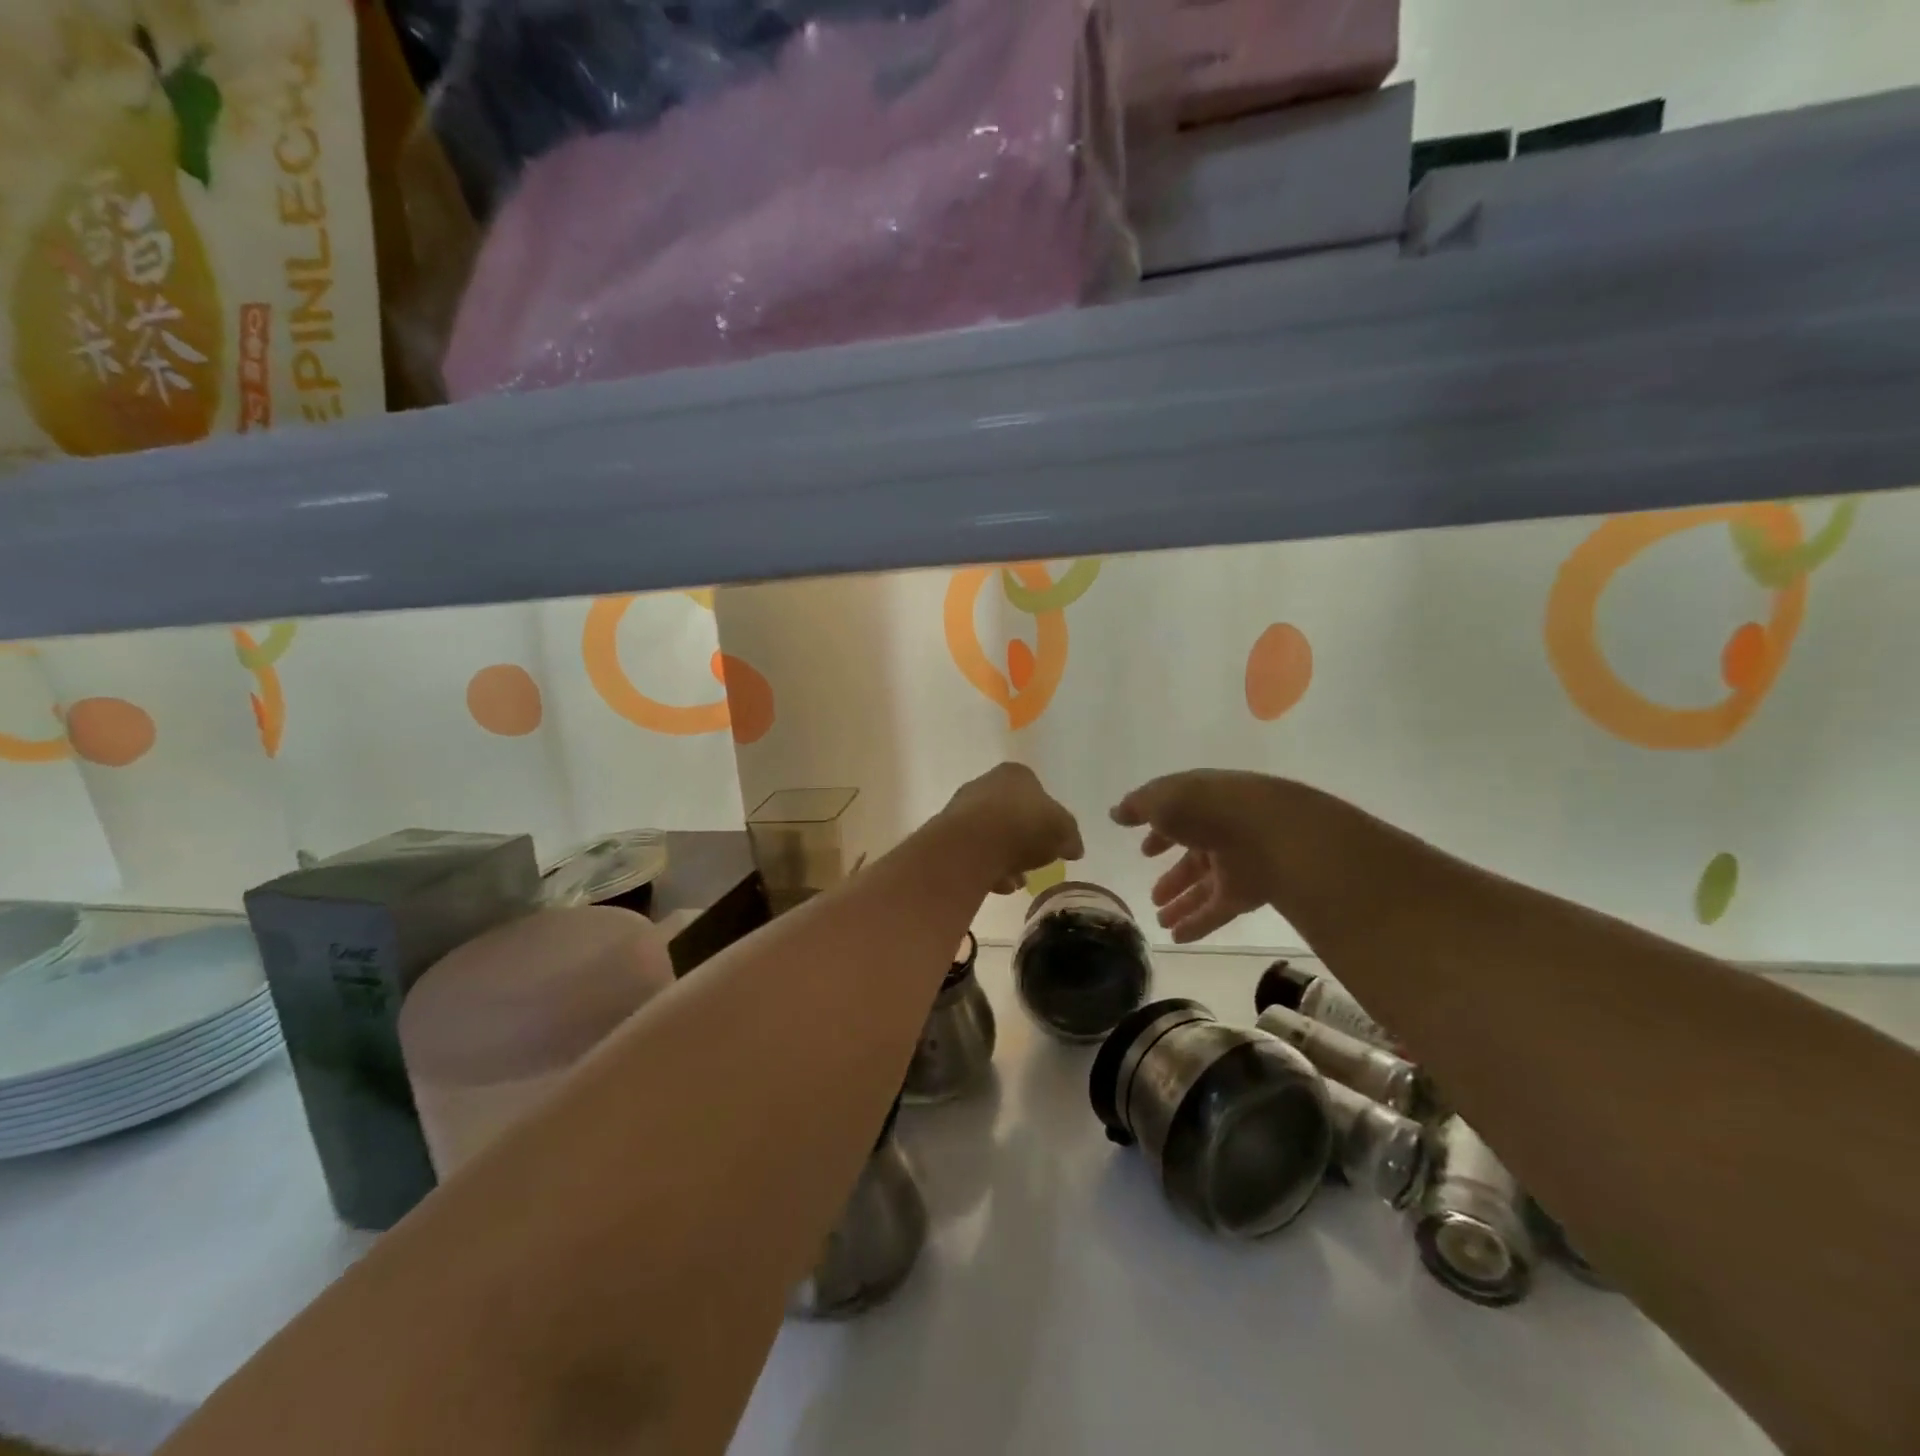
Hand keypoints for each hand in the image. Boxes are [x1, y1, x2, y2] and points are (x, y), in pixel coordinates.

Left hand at [943, 763, 1084, 893]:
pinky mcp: (946, 835)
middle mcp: (985, 784)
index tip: (1053, 841)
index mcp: (1015, 774)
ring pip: (991, 836)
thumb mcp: (1063, 831)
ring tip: (1017, 882)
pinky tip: (998, 886)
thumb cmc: (1024, 826)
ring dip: (1005, 859)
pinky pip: (973, 853)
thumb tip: (1074, 848)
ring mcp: (962, 809)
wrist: (972, 845)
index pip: (1036, 791)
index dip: (1047, 818)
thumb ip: (1070, 837)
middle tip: (1035, 864)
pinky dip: (986, 869)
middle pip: (1011, 814)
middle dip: (1023, 841)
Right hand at [1110, 770, 1284, 942]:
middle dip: (1173, 878)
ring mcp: (1234, 865)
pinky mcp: (1245, 894)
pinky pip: (1217, 912)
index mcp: (1201, 804)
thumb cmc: (1207, 807)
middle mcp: (1218, 834)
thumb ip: (1136, 806)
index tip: (1145, 852)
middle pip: (1192, 860)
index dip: (1160, 836)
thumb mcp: (1161, 798)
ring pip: (1203, 889)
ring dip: (1182, 905)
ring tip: (1159, 921)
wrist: (1268, 832)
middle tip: (1153, 897)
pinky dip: (1197, 925)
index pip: (1179, 821)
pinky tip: (1177, 938)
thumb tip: (1116, 813)